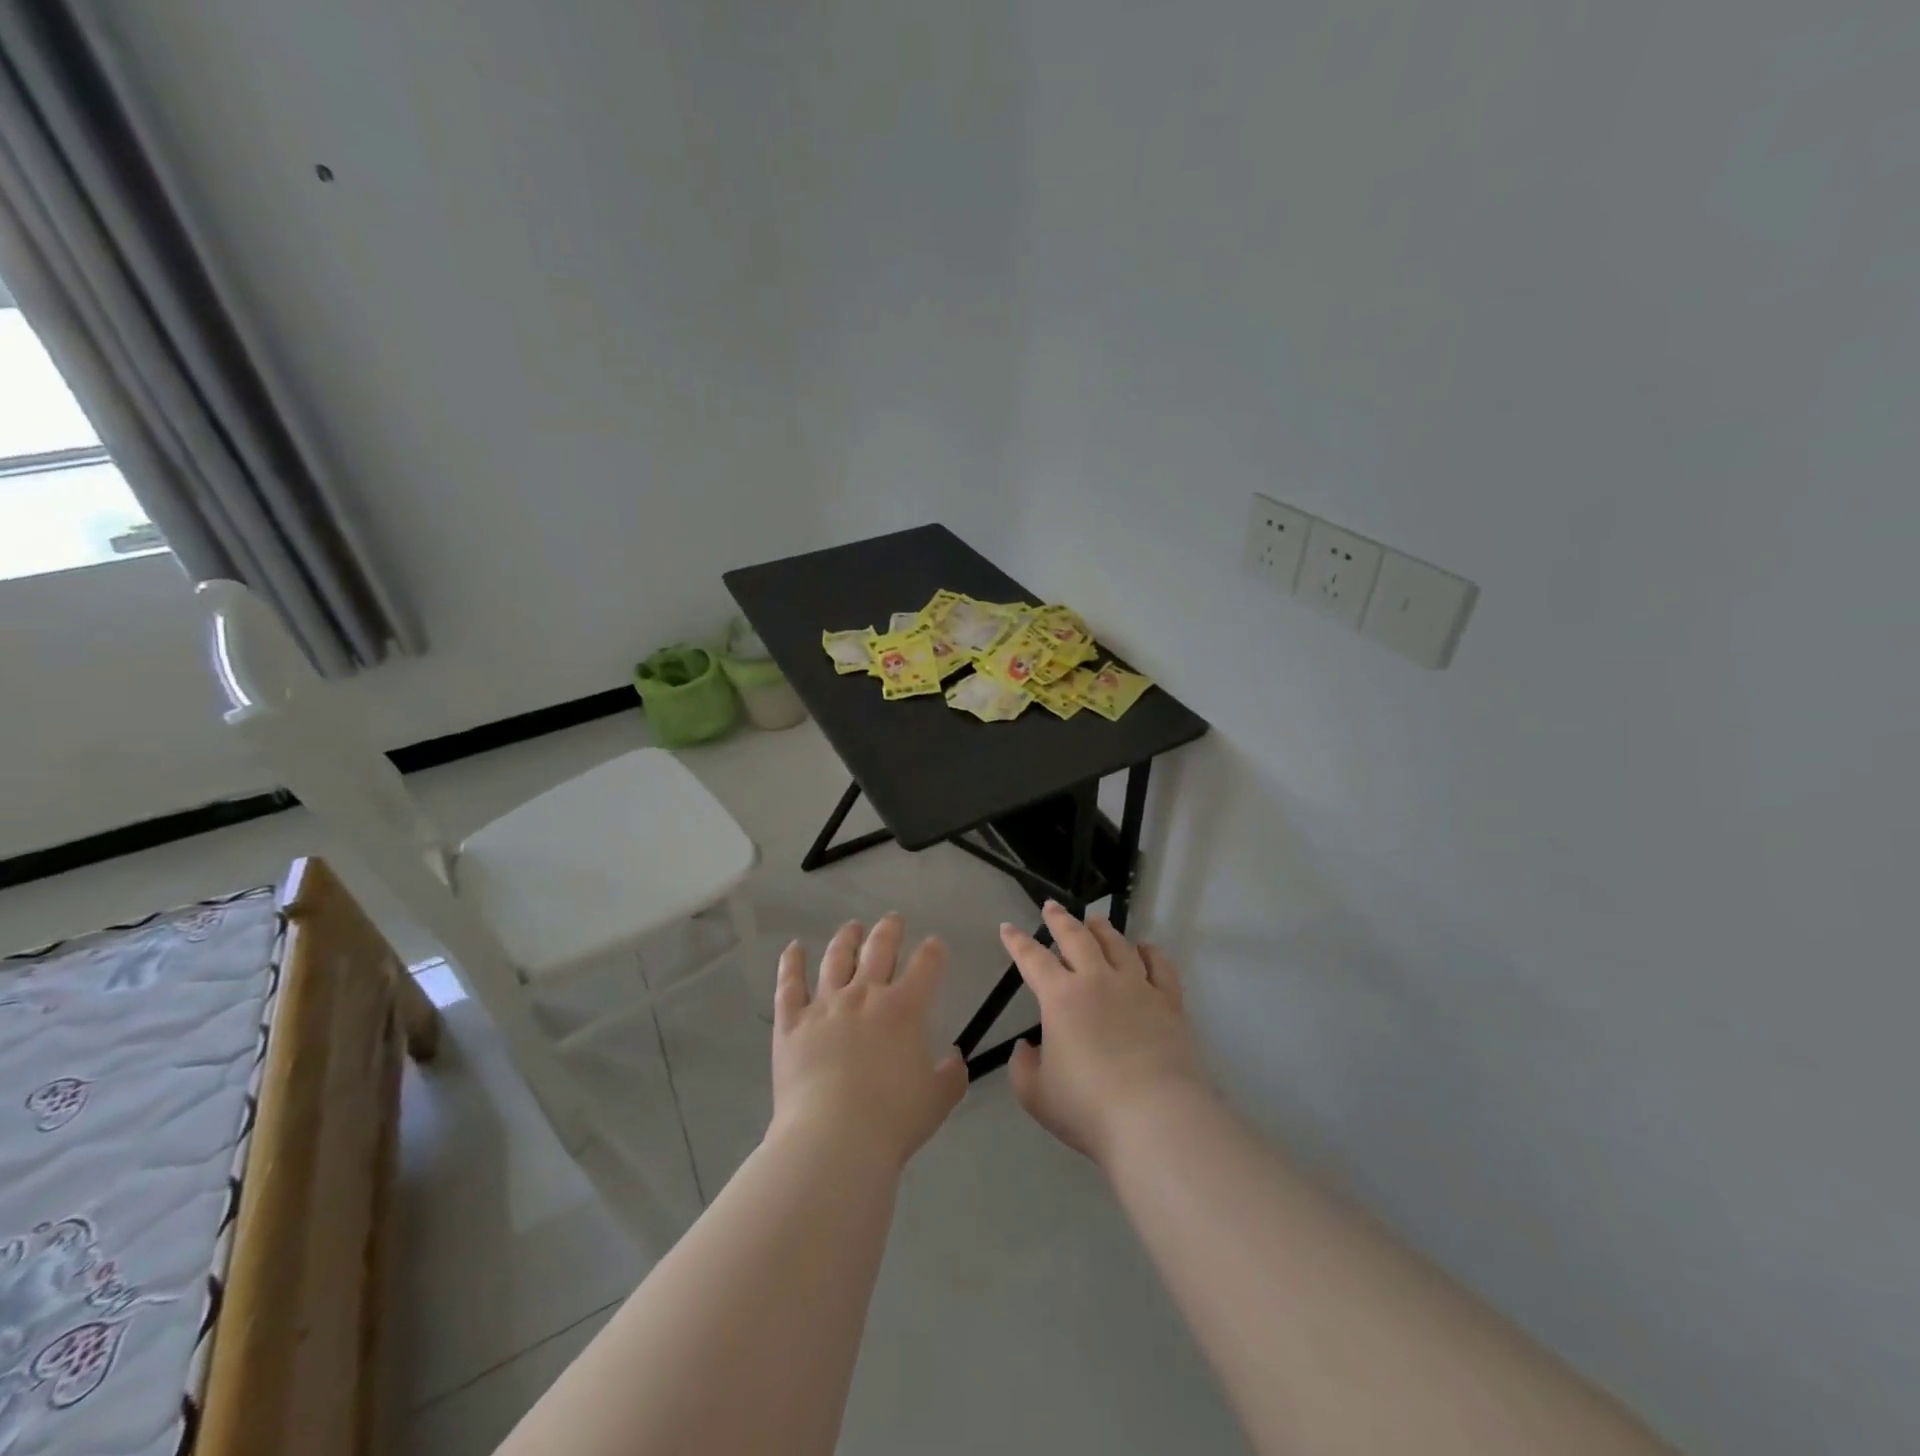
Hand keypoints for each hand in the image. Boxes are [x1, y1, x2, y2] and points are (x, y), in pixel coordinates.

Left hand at [770, 914, 968, 1169]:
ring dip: (846, 938)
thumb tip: (955, 1059)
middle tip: (893, 919)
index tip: (935, 944)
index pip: (926, 965)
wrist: (833, 1139)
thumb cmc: (892, 1121)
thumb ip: (952, 1076)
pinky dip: (791, 963)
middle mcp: (865, 994)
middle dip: (890, 930)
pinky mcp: (792, 1022)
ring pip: (836, 958)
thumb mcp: (937, 1101)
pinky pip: (790, 984)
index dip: (934, 951)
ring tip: (851, 927)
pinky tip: (794, 949)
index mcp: (905, 1008)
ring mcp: (825, 1005)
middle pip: (879, 948)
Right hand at [1001, 902, 1210, 1166]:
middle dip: (1060, 919)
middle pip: (1077, 938)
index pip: (1033, 959)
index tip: (1008, 928)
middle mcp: (1098, 981)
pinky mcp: (1169, 1003)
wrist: (1156, 1118)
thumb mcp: (1036, 1095)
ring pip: (1118, 945)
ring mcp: (1137, 988)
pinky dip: (1150, 953)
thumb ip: (1023, 1067)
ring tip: (1094, 920)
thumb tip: (1027, 1048)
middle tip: (1051, 906)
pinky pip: (1159, 967)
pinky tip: (1144, 948)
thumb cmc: (1088, 1107)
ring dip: (1102, 929)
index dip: (1018, 942)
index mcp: (1061, 997)